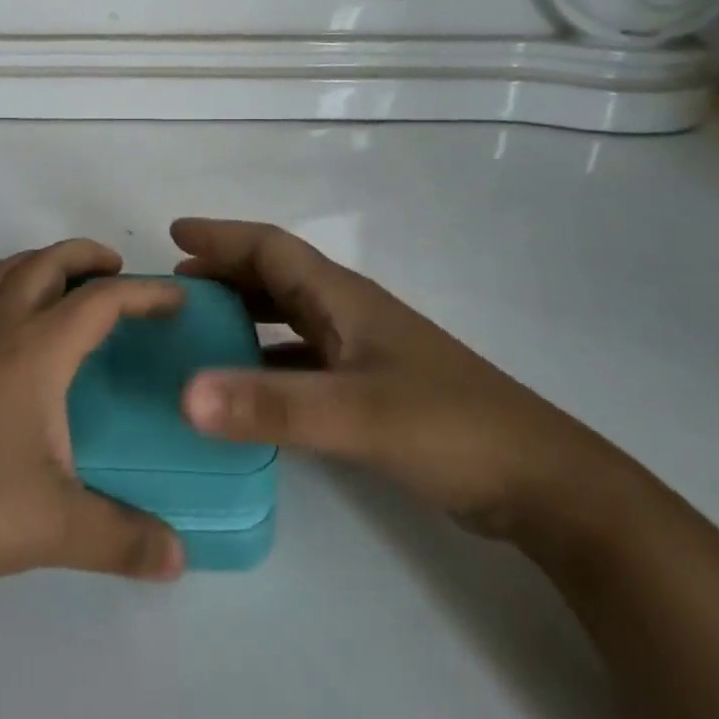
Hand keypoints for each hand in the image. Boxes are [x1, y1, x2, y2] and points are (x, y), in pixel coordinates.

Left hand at [0, 241, 187, 585]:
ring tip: (71, 291)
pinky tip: (19, 336)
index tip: (177, 302)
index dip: (145, 294)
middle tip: (120, 276)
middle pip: (47, 262)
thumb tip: (178, 557)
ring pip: (8, 272)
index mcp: (35, 350)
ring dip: (45, 264)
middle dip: (88, 255)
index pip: (101, 300)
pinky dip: (12, 288)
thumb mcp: (54, 526)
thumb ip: (122, 539)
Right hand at [171, 219, 624, 538]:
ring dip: (245, 313)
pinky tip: (247, 388)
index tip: (174, 233)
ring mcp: (364, 353)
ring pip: (290, 317)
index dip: (222, 236)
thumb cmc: (450, 428)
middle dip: (226, 271)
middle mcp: (350, 315)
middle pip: (278, 276)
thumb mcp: (356, 415)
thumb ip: (272, 405)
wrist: (544, 485)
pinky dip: (267, 360)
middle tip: (175, 286)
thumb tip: (184, 394)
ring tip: (199, 328)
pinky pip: (303, 359)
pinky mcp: (373, 390)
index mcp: (344, 299)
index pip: (272, 248)